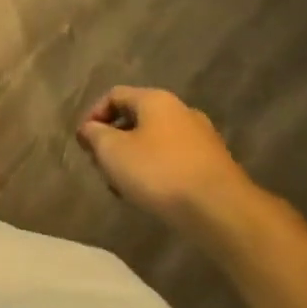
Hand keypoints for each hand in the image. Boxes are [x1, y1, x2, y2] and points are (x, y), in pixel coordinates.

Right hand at [76, 86, 253, 229]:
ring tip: (125, 187)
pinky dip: (158, 172)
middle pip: (136, 118)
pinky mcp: (215, 165)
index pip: (114, 95)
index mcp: (155, 99)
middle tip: (102, 166)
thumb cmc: (160, 173)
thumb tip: (89, 129)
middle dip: (114, 141)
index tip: (84, 144)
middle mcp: (181, 111)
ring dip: (135, 159)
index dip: (93, 115)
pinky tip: (153, 196)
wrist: (223, 212)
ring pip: (156, 141)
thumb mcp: (113, 151)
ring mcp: (202, 138)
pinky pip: (176, 160)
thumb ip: (94, 135)